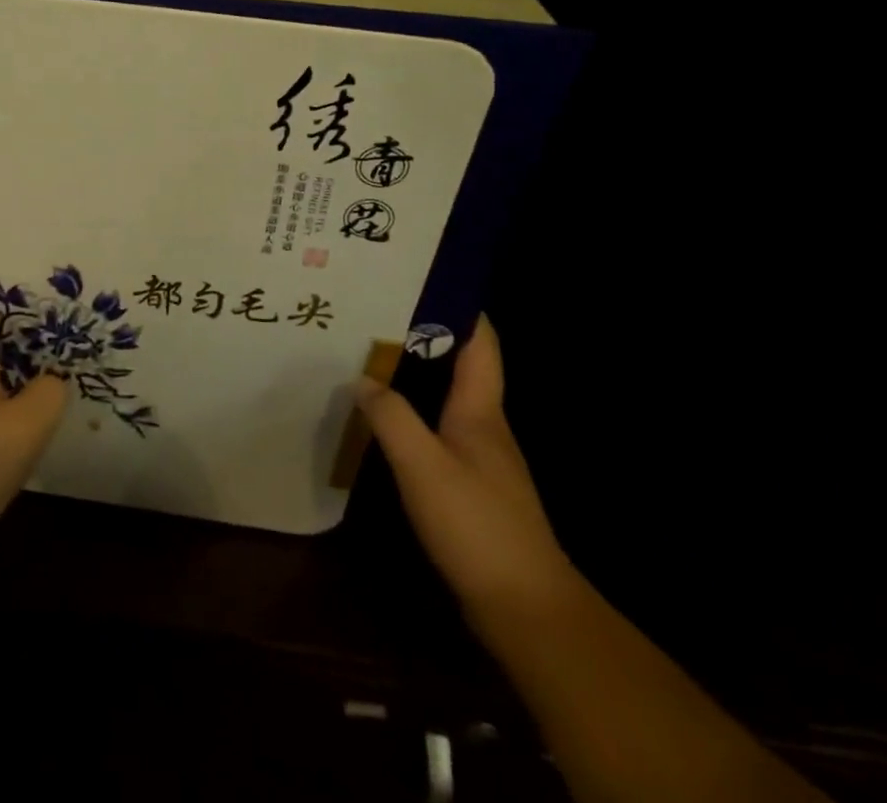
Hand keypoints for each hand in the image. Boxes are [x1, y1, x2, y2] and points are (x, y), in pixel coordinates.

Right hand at [356, 317, 578, 627]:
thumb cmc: (477, 525)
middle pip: (461, 366)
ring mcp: (481, 458)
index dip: (460, 308)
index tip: (424, 279)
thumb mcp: (423, 465)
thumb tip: (362, 378)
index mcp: (481, 411)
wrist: (524, 608)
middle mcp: (485, 426)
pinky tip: (385, 420)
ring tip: (371, 358)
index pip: (480, 344)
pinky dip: (414, 413)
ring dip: (416, 375)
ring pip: (447, 399)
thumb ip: (391, 417)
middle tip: (377, 314)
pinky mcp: (471, 487)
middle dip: (425, 336)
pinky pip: (439, 431)